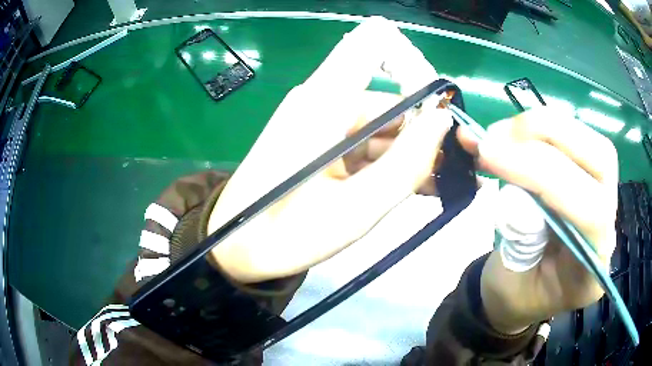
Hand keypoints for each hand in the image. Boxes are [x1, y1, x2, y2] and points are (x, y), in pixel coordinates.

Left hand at [206, 17, 454, 282]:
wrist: (239, 246)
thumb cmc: (287, 233)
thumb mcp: (357, 208)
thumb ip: (408, 162)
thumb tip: (442, 119)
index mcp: (325, 100)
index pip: (374, 42)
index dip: (413, 63)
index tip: (439, 107)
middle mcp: (325, 99)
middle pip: (389, 95)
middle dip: (426, 128)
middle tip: (455, 167)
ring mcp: (323, 120)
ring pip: (383, 123)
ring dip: (414, 150)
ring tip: (443, 183)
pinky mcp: (323, 140)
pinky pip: (368, 141)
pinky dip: (393, 160)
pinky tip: (417, 184)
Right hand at [465, 107, 618, 333]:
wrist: (526, 294)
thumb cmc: (516, 297)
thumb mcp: (510, 284)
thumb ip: (518, 235)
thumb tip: (509, 178)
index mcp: (591, 271)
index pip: (589, 211)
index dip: (542, 174)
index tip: (490, 155)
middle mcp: (608, 228)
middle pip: (601, 160)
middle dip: (548, 136)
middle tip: (496, 137)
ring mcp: (604, 199)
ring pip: (590, 141)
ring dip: (541, 126)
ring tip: (498, 134)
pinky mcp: (590, 180)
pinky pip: (575, 139)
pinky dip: (541, 128)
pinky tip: (513, 135)